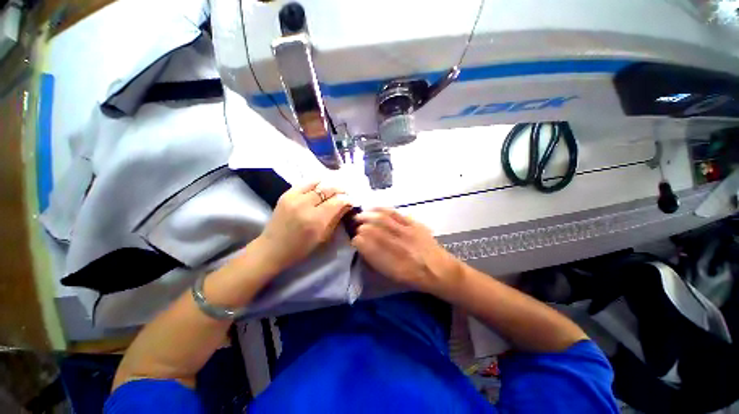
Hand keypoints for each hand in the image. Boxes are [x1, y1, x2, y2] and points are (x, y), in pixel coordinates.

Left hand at [253, 182, 351, 272]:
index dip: (346, 200)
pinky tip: (321, 186)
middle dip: (340, 190)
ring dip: (329, 186)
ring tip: (334, 190)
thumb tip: (347, 205)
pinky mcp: (286, 194)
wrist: (272, 248)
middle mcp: (305, 205)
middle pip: (328, 190)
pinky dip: (316, 183)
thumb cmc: (301, 248)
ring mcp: (294, 197)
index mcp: (316, 220)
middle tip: (345, 194)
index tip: (350, 201)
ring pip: (318, 183)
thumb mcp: (323, 237)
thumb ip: (336, 218)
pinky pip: (305, 182)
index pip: (337, 202)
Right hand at [352, 208, 461, 297]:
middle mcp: (398, 246)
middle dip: (360, 227)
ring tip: (359, 216)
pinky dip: (381, 210)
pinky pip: (394, 213)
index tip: (353, 240)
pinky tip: (373, 209)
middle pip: (372, 230)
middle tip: (354, 227)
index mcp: (391, 263)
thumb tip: (362, 246)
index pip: (368, 246)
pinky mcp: (413, 224)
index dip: (357, 241)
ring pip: (382, 219)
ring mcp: (407, 233)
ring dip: (367, 216)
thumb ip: (376, 261)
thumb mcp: (393, 276)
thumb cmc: (415, 277)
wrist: (440, 270)